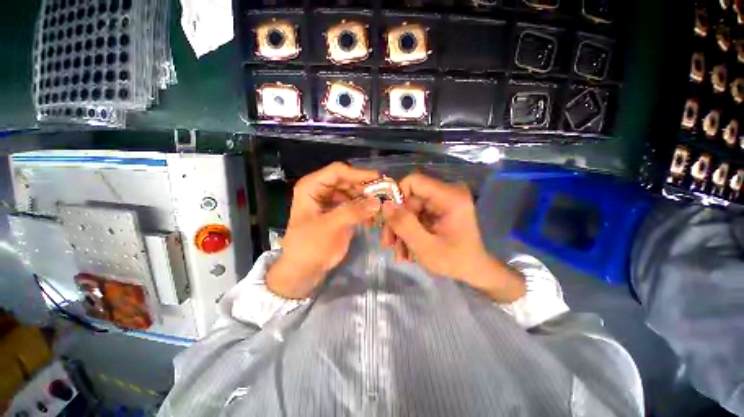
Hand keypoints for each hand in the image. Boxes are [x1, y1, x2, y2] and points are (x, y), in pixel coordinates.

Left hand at [267, 162, 381, 298]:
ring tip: (380, 207)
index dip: (358, 173)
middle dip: (365, 187)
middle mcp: (321, 190)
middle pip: (347, 180)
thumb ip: (353, 212)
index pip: (338, 171)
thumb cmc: (309, 246)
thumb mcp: (330, 226)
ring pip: (353, 192)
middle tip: (384, 194)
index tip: (378, 179)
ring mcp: (331, 201)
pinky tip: (373, 217)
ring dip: (367, 198)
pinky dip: (364, 209)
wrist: (303, 269)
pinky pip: (355, 205)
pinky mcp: (338, 212)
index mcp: (312, 186)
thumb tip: (378, 201)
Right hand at [381, 173, 525, 302]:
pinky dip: (409, 231)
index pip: (414, 181)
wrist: (474, 271)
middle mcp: (447, 193)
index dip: (397, 197)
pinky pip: (416, 215)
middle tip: (390, 244)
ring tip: (399, 252)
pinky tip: (407, 249)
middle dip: (397, 221)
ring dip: (401, 229)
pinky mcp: (439, 209)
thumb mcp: (425, 247)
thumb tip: (385, 204)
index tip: (389, 219)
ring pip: (410, 208)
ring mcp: (443, 201)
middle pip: (409, 198)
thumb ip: (404, 224)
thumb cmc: (455, 261)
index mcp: (450, 197)